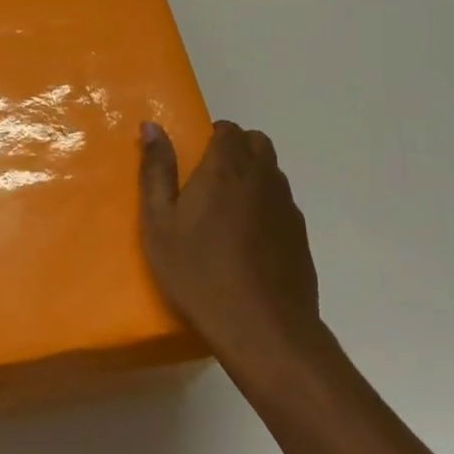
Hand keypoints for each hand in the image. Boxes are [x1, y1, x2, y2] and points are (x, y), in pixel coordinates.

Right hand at [139, 120, 325, 374]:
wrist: (262, 328)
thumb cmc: (198, 271)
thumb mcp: (160, 222)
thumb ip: (156, 171)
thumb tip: (152, 126)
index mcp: (226, 169)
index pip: (228, 130)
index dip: (212, 136)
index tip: (194, 157)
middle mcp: (263, 179)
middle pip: (257, 143)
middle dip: (236, 148)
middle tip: (209, 178)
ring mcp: (287, 208)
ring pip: (273, 173)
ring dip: (253, 176)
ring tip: (227, 210)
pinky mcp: (301, 237)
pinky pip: (283, 205)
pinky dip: (266, 207)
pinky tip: (248, 240)